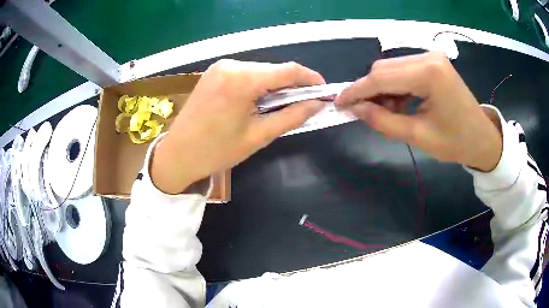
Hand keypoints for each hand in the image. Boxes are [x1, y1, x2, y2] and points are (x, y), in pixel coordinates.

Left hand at [151, 59, 325, 193]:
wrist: (177, 154)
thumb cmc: (217, 151)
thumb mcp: (258, 136)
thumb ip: (292, 116)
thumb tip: (317, 104)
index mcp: (243, 79)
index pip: (288, 70)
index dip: (310, 78)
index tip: (324, 91)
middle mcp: (232, 65)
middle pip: (274, 69)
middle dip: (292, 85)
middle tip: (303, 103)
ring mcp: (220, 67)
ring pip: (260, 71)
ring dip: (275, 85)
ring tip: (281, 105)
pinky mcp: (214, 72)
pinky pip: (245, 73)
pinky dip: (258, 84)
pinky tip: (259, 100)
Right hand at [336, 51, 501, 171]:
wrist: (482, 138)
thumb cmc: (456, 142)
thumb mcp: (419, 137)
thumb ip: (384, 121)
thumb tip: (356, 109)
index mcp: (429, 73)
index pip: (382, 77)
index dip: (357, 90)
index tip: (339, 103)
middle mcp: (428, 57)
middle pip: (384, 68)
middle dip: (369, 90)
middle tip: (364, 113)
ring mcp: (430, 57)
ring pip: (391, 68)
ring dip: (382, 89)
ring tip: (387, 112)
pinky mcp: (432, 62)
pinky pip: (403, 70)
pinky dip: (395, 87)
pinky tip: (399, 103)